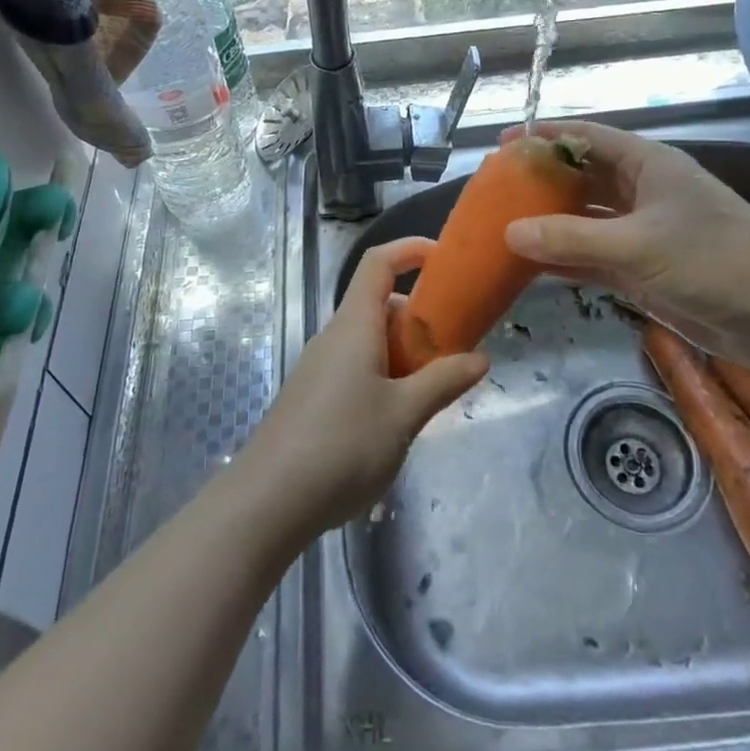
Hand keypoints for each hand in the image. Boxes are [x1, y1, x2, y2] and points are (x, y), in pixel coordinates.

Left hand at [238, 237, 488, 538]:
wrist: (268, 501)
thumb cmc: (343, 445)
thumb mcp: (405, 415)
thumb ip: (443, 382)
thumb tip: (481, 357)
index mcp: (354, 324)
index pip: (379, 262)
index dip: (410, 249)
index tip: (445, 258)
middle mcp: (334, 336)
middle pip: (378, 303)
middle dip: (418, 316)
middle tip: (453, 347)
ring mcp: (319, 367)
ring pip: (368, 339)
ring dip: (403, 351)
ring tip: (432, 389)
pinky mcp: (313, 396)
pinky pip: (356, 366)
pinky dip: (384, 374)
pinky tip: (397, 418)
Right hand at [501, 121, 749, 368]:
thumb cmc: (716, 261)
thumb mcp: (638, 245)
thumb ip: (572, 238)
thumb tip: (509, 231)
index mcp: (648, 165)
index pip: (587, 138)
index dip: (546, 137)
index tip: (504, 143)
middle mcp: (643, 191)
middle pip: (583, 178)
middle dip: (543, 183)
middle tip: (496, 191)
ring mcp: (644, 232)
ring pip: (586, 220)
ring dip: (551, 224)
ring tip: (503, 226)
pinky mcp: (645, 269)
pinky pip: (595, 256)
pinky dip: (567, 259)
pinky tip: (533, 265)